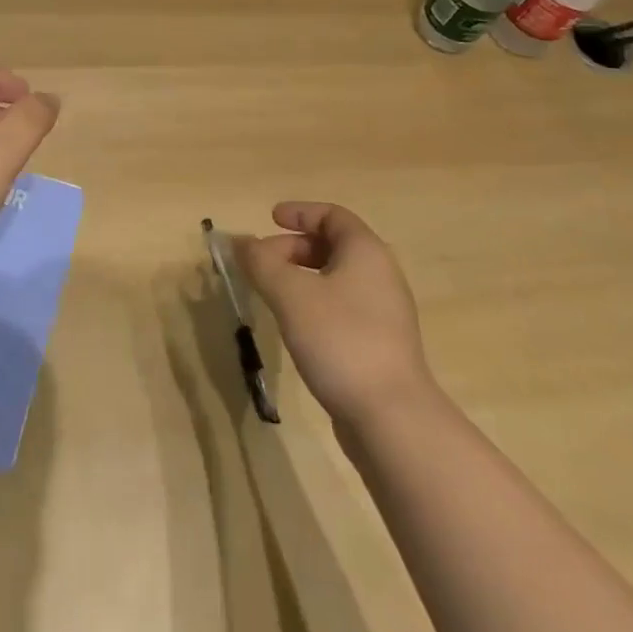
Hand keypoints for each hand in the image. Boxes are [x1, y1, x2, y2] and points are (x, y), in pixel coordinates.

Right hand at [236, 202, 436, 426]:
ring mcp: (385, 314)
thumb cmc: (340, 339)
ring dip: (301, 278)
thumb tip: (239, 242)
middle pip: (333, 246)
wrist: (392, 419)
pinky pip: (343, 308)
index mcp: (366, 252)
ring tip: (272, 295)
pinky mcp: (381, 346)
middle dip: (293, 248)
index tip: (270, 219)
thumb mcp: (290, 294)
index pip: (332, 215)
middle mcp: (381, 275)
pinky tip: (296, 327)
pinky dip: (315, 304)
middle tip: (261, 264)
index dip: (300, 213)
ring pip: (336, 279)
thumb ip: (261, 262)